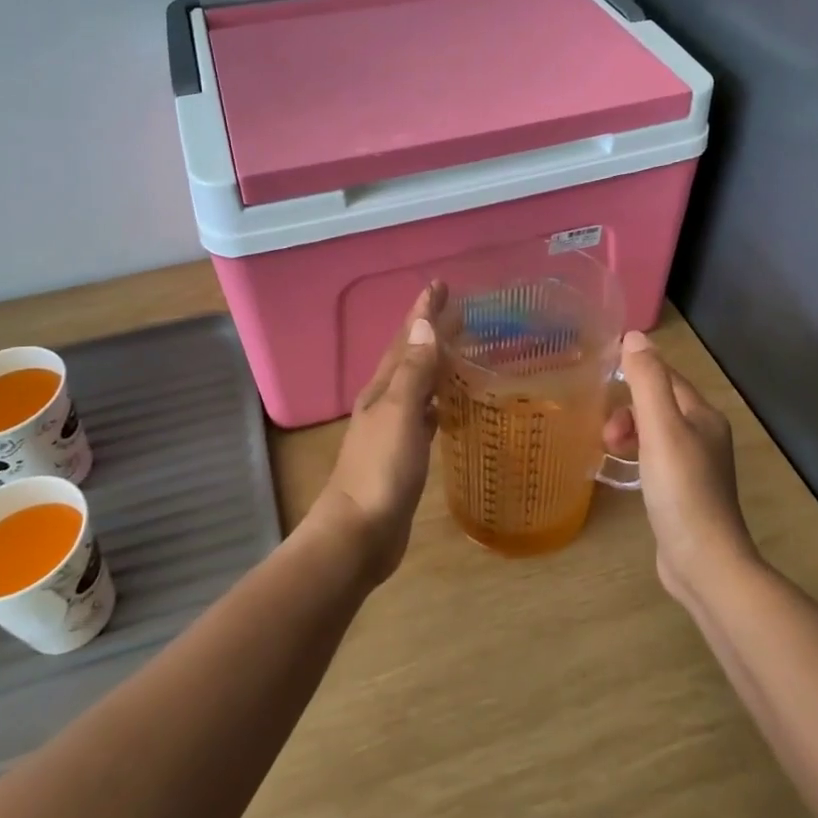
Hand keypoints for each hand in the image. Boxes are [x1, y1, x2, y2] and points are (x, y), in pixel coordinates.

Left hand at [316, 283, 444, 583]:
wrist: (359, 534)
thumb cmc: (381, 470)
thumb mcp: (399, 414)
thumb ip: (413, 372)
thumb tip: (424, 325)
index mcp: (382, 388)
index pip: (406, 339)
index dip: (423, 311)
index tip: (440, 283)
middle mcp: (385, 402)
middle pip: (410, 357)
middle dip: (431, 331)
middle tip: (459, 309)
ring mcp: (393, 429)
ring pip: (417, 384)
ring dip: (435, 364)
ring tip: (459, 349)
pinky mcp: (403, 454)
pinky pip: (424, 415)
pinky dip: (438, 401)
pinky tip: (449, 405)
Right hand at [605, 330, 757, 602]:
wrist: (704, 562)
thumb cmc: (681, 489)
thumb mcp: (660, 429)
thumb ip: (647, 381)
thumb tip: (634, 336)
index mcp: (704, 416)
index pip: (666, 378)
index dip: (635, 376)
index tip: (602, 386)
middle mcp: (705, 436)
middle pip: (659, 405)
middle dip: (628, 411)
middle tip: (607, 435)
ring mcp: (697, 468)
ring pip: (655, 433)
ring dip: (629, 433)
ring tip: (609, 453)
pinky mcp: (685, 494)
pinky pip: (656, 459)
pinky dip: (637, 457)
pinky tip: (625, 473)